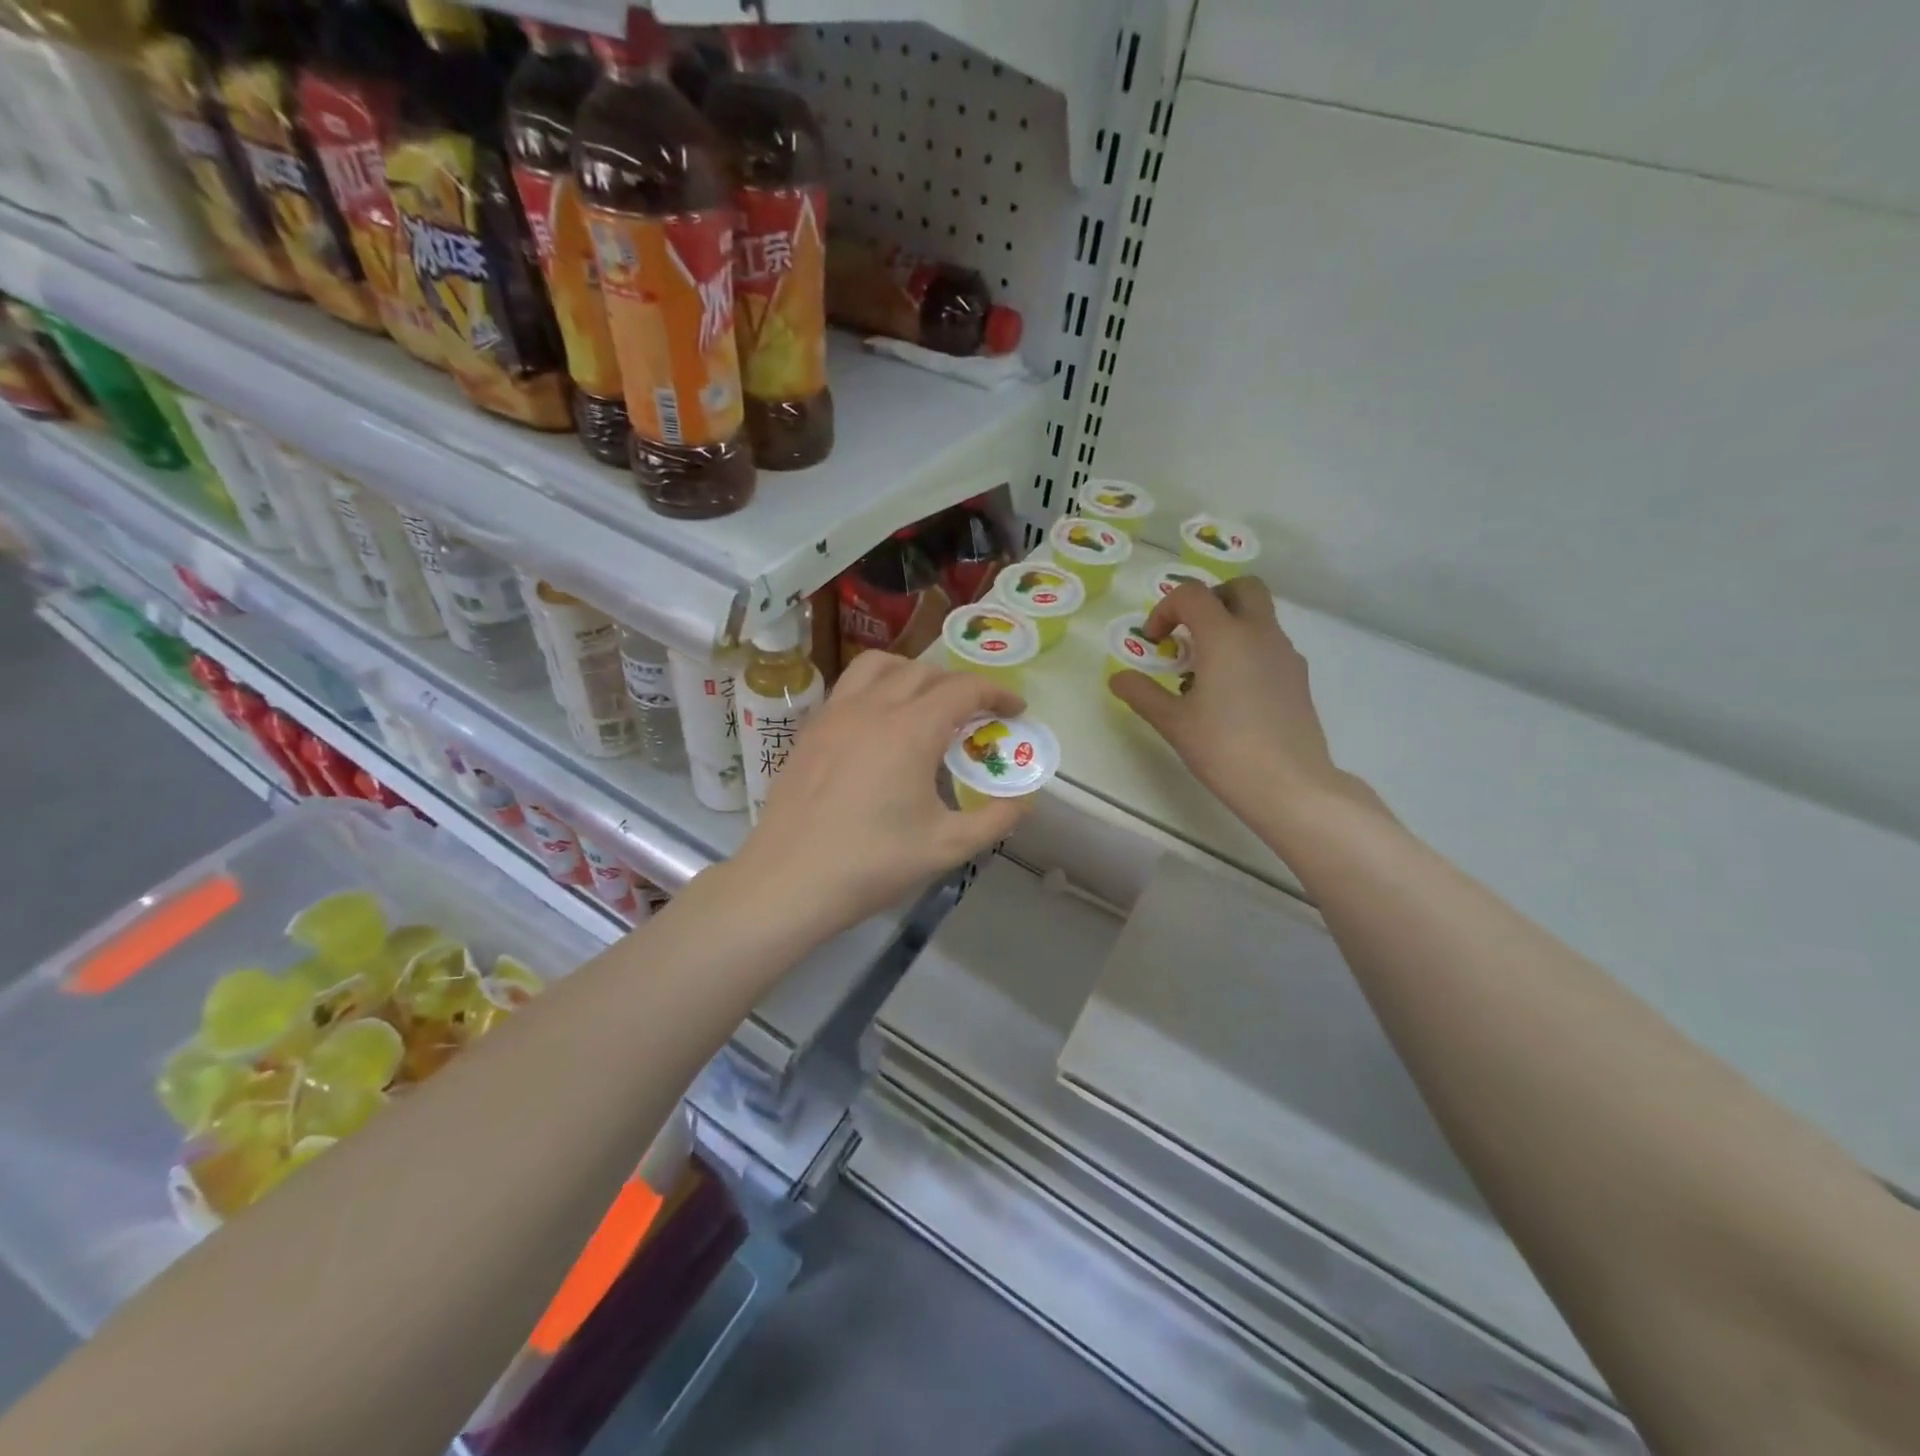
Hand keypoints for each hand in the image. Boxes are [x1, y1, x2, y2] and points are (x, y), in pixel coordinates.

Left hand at [735, 652, 1032, 937]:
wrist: (789, 880)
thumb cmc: (872, 863)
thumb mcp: (946, 847)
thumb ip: (994, 820)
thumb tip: (1023, 802)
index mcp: (910, 730)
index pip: (964, 689)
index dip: (997, 693)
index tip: (1015, 709)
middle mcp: (872, 707)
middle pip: (924, 671)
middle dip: (958, 684)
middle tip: (975, 714)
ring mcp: (834, 714)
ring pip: (878, 666)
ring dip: (912, 672)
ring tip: (925, 701)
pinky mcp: (810, 730)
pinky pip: (848, 687)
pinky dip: (876, 688)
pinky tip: (879, 724)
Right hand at [1108, 577, 1376, 841]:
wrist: (1289, 784)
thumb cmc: (1224, 748)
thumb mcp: (1173, 722)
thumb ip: (1141, 694)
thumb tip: (1118, 678)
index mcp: (1226, 636)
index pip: (1192, 595)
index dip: (1164, 609)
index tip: (1153, 643)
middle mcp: (1260, 633)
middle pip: (1240, 588)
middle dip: (1209, 600)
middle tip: (1187, 633)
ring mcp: (1285, 654)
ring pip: (1259, 616)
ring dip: (1228, 626)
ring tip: (1204, 672)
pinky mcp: (1298, 677)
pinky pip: (1269, 644)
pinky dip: (1246, 650)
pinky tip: (1230, 694)